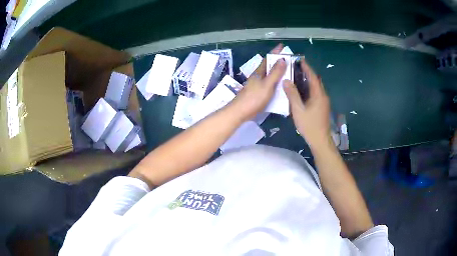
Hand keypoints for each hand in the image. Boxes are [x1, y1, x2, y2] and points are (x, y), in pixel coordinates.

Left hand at [229, 44, 286, 121]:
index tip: (282, 45)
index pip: (268, 59)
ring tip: (286, 71)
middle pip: (268, 66)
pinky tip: (279, 86)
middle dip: (277, 61)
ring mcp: (256, 85)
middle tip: (288, 60)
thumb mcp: (267, 85)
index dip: (275, 52)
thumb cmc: (254, 98)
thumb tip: (282, 59)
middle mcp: (257, 77)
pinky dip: (274, 82)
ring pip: (268, 75)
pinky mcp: (256, 93)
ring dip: (276, 72)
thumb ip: (275, 73)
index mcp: (259, 72)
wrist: (239, 112)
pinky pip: (268, 84)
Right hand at [283, 59, 331, 149]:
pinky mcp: (323, 107)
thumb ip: (292, 94)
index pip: (313, 76)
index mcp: (318, 94)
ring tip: (298, 76)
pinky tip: (302, 91)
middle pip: (316, 80)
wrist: (320, 140)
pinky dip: (310, 88)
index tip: (300, 60)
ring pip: (317, 87)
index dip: (307, 67)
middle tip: (297, 68)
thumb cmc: (309, 125)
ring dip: (309, 80)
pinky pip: (317, 93)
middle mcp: (323, 95)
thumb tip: (286, 81)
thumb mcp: (298, 109)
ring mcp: (324, 102)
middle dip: (308, 73)